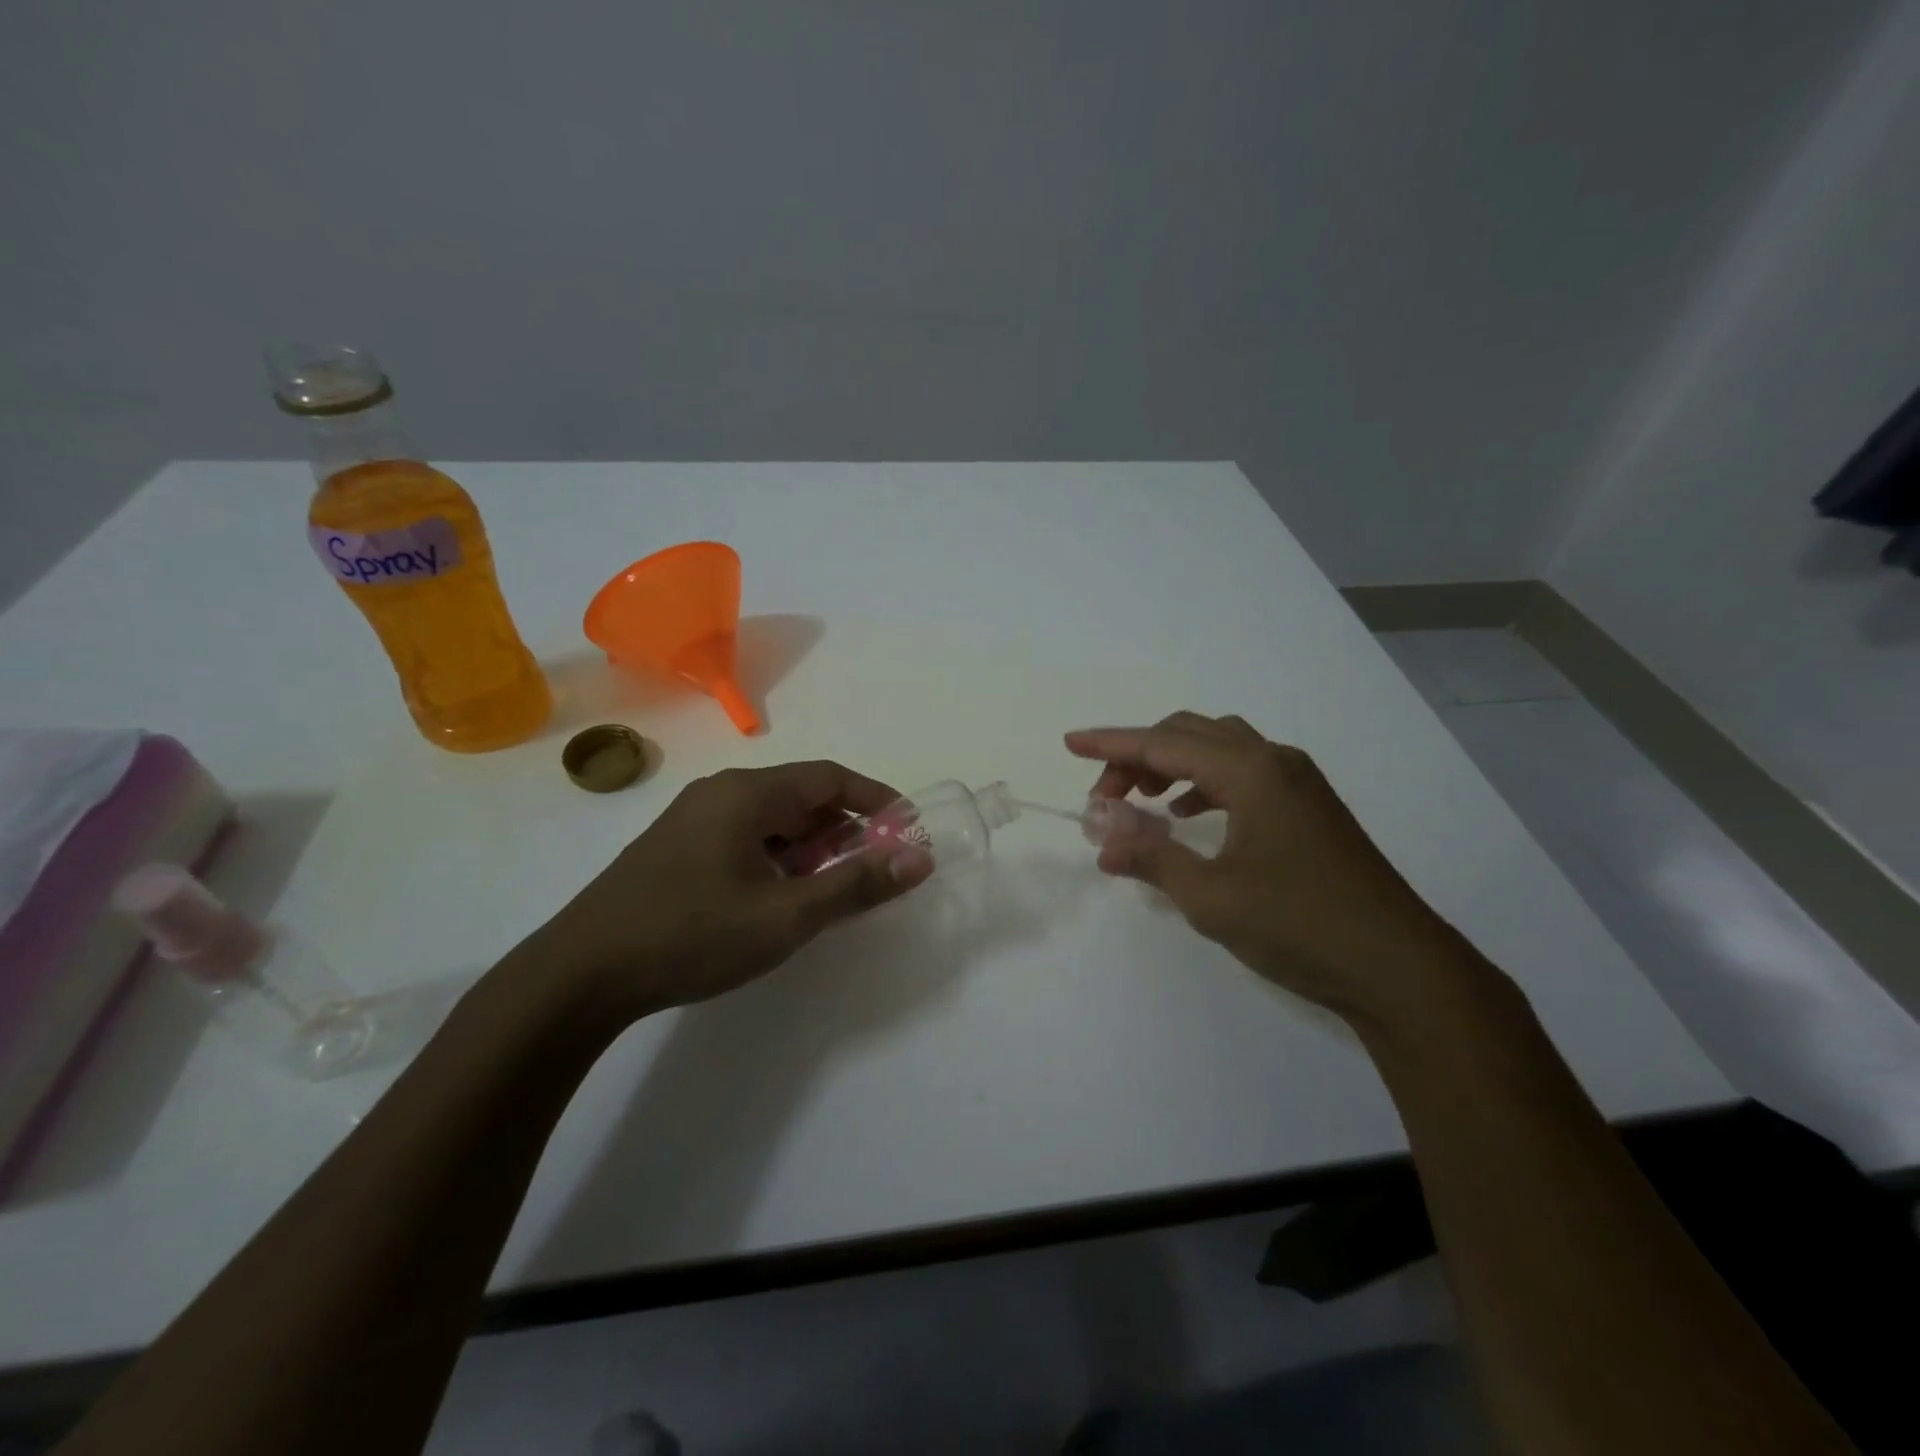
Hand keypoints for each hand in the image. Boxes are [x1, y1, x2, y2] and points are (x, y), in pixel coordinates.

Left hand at [514, 761, 933, 1021]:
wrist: (581, 974)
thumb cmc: (692, 935)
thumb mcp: (786, 915)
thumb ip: (856, 885)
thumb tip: (919, 858)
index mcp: (748, 793)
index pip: (830, 778)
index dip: (876, 800)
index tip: (907, 830)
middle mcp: (721, 793)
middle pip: (801, 797)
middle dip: (844, 830)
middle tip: (872, 870)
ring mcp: (693, 819)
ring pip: (771, 820)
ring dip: (810, 848)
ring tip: (829, 891)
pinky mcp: (677, 848)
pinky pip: (745, 838)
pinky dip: (777, 858)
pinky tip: (779, 898)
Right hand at [1067, 713, 1493, 1026]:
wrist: (1397, 966)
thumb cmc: (1299, 925)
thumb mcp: (1211, 897)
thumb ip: (1153, 859)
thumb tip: (1105, 844)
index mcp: (1250, 772)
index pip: (1163, 744)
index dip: (1111, 743)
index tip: (1069, 742)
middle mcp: (1274, 761)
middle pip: (1190, 735)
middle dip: (1138, 756)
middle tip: (1105, 797)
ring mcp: (1297, 782)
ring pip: (1218, 748)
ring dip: (1172, 764)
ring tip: (1140, 799)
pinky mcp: (1308, 806)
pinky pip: (1242, 772)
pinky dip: (1204, 782)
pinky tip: (1188, 814)